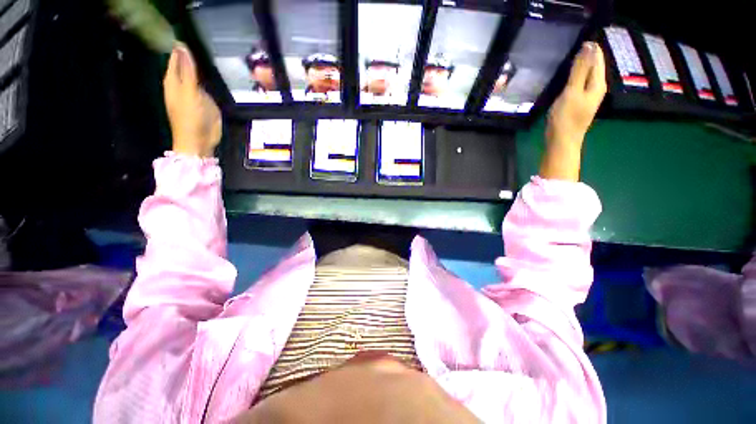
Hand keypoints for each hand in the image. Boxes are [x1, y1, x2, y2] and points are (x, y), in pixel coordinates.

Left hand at [163, 43, 221, 157]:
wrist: (200, 141)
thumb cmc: (190, 118)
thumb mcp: (189, 92)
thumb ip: (188, 71)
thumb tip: (183, 47)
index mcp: (173, 81)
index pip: (176, 59)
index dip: (181, 48)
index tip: (189, 36)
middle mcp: (183, 85)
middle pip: (186, 66)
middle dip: (192, 56)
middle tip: (202, 43)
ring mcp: (195, 94)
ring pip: (198, 76)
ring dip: (202, 68)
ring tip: (210, 54)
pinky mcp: (206, 102)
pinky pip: (207, 87)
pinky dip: (211, 81)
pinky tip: (216, 74)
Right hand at [540, 42, 606, 181]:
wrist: (562, 142)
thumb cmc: (566, 117)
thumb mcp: (572, 91)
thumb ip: (580, 69)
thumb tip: (589, 46)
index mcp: (597, 83)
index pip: (597, 58)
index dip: (590, 47)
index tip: (579, 37)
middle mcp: (596, 88)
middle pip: (594, 66)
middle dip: (587, 55)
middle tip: (573, 44)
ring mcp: (588, 96)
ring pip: (587, 75)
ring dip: (580, 66)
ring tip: (570, 57)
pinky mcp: (579, 103)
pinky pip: (580, 83)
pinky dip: (575, 77)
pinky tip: (568, 77)